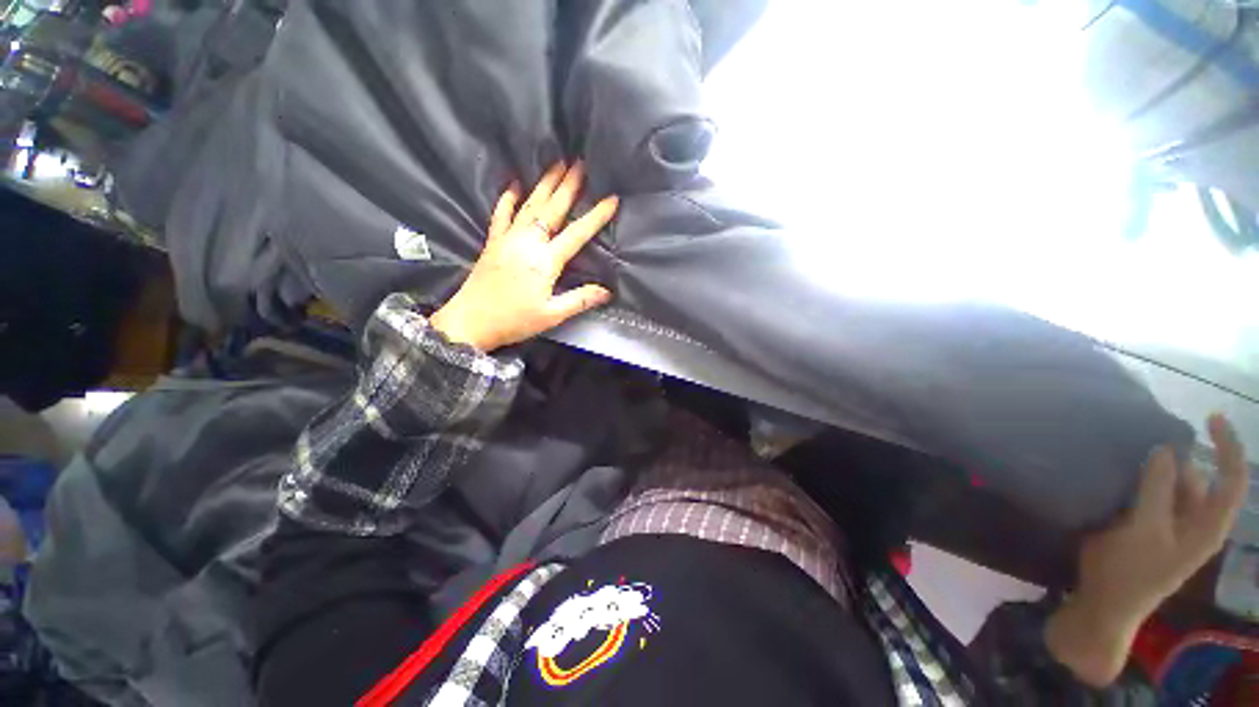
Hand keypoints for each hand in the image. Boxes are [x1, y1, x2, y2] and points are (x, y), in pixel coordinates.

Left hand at [431, 162, 617, 351]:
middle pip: (552, 209)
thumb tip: (607, 291)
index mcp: (545, 261)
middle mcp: (528, 242)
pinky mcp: (493, 241)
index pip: (577, 234)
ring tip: (557, 164)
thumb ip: (580, 300)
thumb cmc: (514, 320)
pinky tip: (514, 185)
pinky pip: (501, 214)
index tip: (611, 199)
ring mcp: (508, 239)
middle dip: (568, 186)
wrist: (471, 321)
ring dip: (544, 184)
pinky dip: (508, 198)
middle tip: (580, 163)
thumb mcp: (552, 315)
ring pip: (529, 205)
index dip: (596, 216)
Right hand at [1046, 414, 1249, 686]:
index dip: (1228, 446)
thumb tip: (1167, 449)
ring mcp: (1170, 526)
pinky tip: (1120, 472)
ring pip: (1172, 485)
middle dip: (1182, 455)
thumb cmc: (1130, 571)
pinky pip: (1151, 494)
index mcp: (1207, 526)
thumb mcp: (1144, 530)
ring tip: (1132, 449)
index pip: (1231, 479)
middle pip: (1199, 479)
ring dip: (1157, 468)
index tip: (1210, 416)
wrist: (1104, 604)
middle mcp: (1196, 522)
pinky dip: (1141, 480)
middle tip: (1152, 433)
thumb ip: (1157, 490)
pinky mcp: (1147, 527)